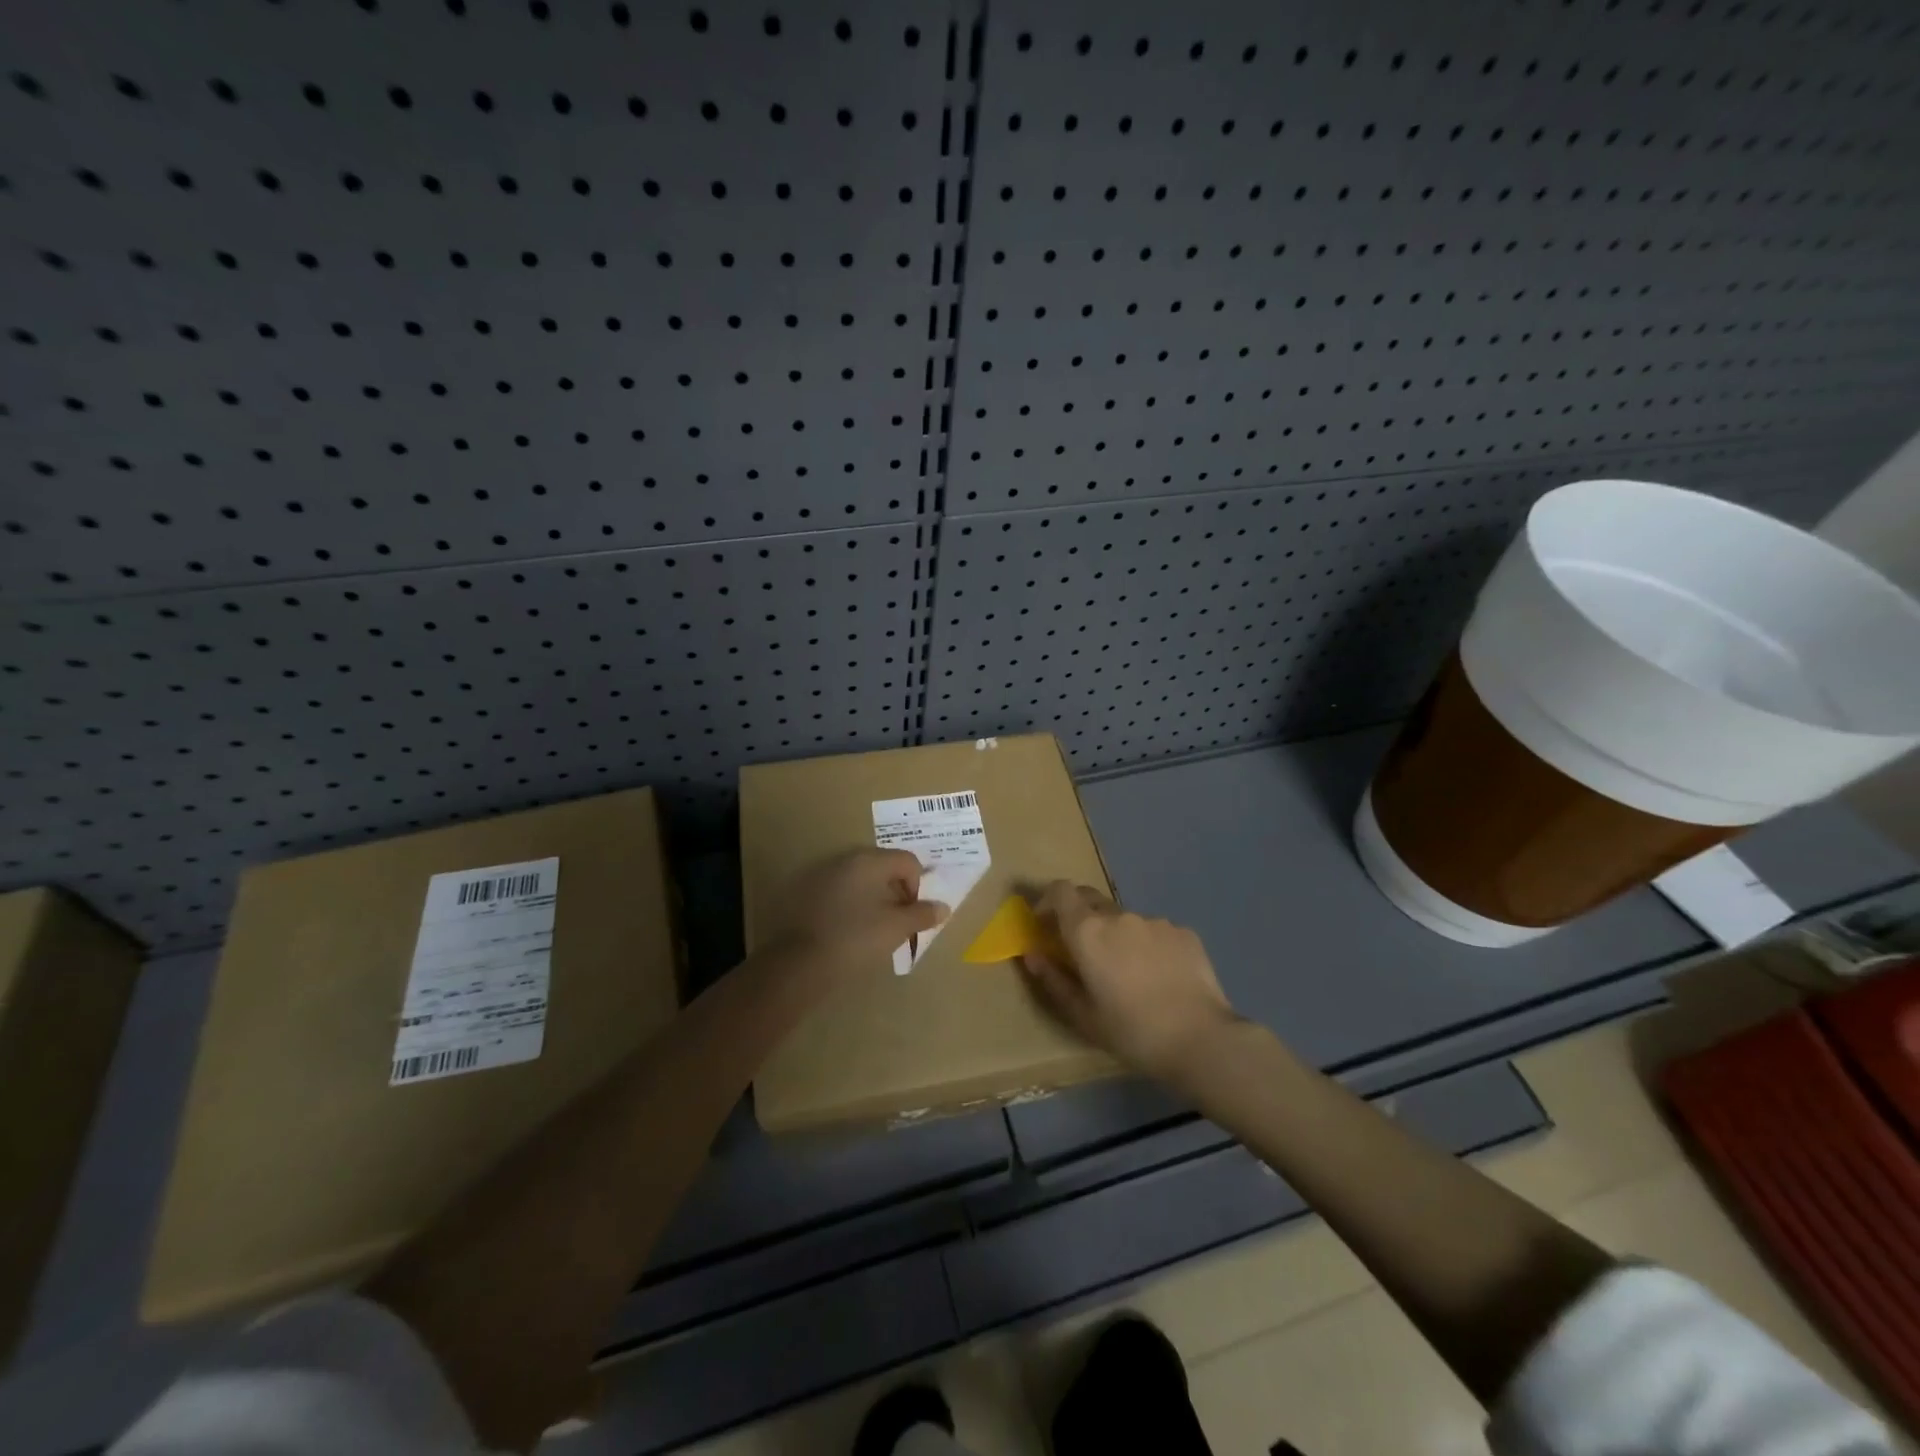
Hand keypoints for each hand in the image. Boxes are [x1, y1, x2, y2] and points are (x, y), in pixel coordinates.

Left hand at [768, 848, 948, 977]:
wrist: (799, 963)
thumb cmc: (856, 939)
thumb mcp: (896, 928)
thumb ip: (922, 914)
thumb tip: (943, 907)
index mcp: (870, 861)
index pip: (908, 861)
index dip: (918, 887)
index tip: (913, 915)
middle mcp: (845, 859)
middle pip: (883, 867)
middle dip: (896, 892)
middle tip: (897, 922)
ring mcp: (822, 874)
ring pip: (859, 880)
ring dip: (873, 898)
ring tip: (873, 929)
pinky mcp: (804, 892)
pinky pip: (839, 891)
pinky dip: (850, 905)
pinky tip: (848, 930)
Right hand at [1020, 881, 1237, 1079]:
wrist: (1201, 1040)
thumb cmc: (1132, 1032)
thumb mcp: (1082, 1015)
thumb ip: (1053, 979)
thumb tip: (1032, 955)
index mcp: (1088, 932)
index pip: (1060, 891)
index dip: (1048, 901)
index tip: (1045, 924)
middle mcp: (1119, 916)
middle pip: (1090, 899)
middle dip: (1080, 917)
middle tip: (1083, 951)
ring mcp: (1155, 921)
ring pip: (1125, 919)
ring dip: (1117, 935)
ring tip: (1129, 974)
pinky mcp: (1184, 932)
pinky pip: (1155, 932)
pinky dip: (1148, 946)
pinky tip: (1160, 978)